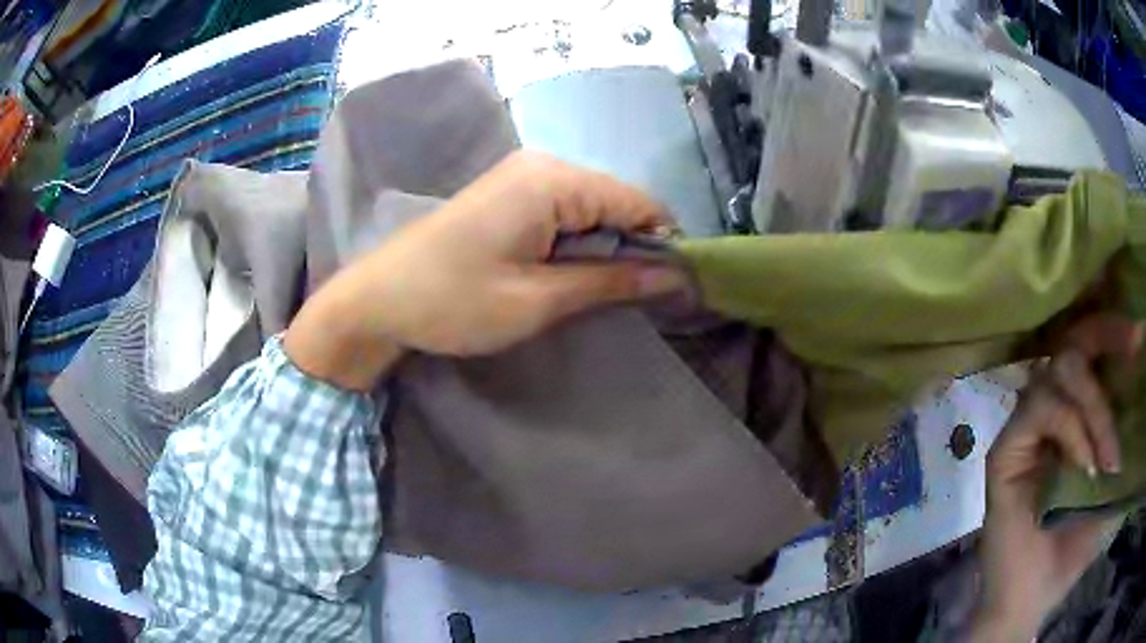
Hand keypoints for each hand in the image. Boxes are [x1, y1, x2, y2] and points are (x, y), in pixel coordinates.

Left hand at [285, 151, 686, 389]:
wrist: (379, 298)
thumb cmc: (454, 301)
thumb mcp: (538, 299)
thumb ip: (610, 282)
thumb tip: (674, 276)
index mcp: (553, 180)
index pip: (638, 202)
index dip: (663, 244)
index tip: (673, 290)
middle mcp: (543, 165)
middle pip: (615, 202)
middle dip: (631, 249)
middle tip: (629, 300)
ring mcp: (523, 176)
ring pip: (591, 209)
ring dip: (601, 250)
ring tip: (594, 294)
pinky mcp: (509, 194)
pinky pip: (564, 212)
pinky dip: (575, 243)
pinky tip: (564, 275)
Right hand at [971, 314, 1141, 640]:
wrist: (1028, 603)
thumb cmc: (1073, 553)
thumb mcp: (1112, 493)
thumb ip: (1124, 443)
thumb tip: (1144, 397)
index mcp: (1075, 419)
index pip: (1089, 351)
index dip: (1112, 331)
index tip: (1139, 335)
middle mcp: (1049, 414)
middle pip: (1073, 345)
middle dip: (1106, 340)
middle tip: (1134, 349)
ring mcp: (1025, 432)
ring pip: (1059, 373)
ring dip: (1093, 406)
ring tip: (1103, 460)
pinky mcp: (1005, 453)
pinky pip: (1041, 411)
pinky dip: (1071, 430)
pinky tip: (1083, 467)